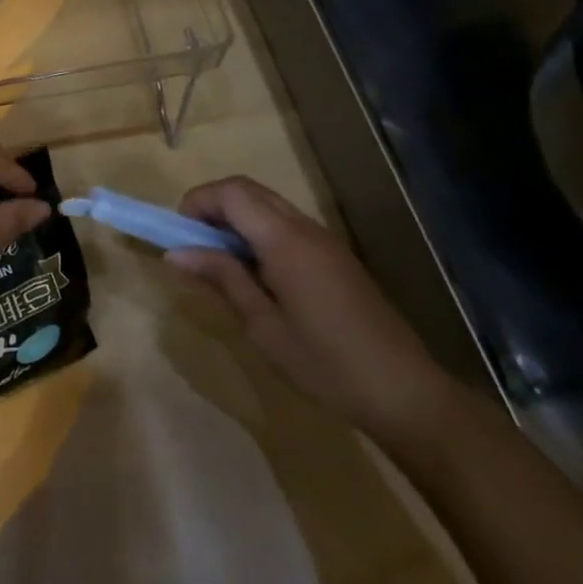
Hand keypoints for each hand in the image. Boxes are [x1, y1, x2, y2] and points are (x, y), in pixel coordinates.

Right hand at [169, 176, 456, 444]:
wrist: (406, 392)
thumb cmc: (326, 364)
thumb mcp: (263, 326)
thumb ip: (222, 279)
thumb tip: (177, 252)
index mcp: (285, 240)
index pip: (231, 192)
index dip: (198, 201)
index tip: (179, 236)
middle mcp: (305, 227)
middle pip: (248, 190)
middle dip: (213, 207)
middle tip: (194, 247)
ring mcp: (324, 239)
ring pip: (268, 205)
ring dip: (236, 219)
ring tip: (220, 263)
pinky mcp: (335, 255)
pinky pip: (286, 224)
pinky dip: (259, 232)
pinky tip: (256, 275)